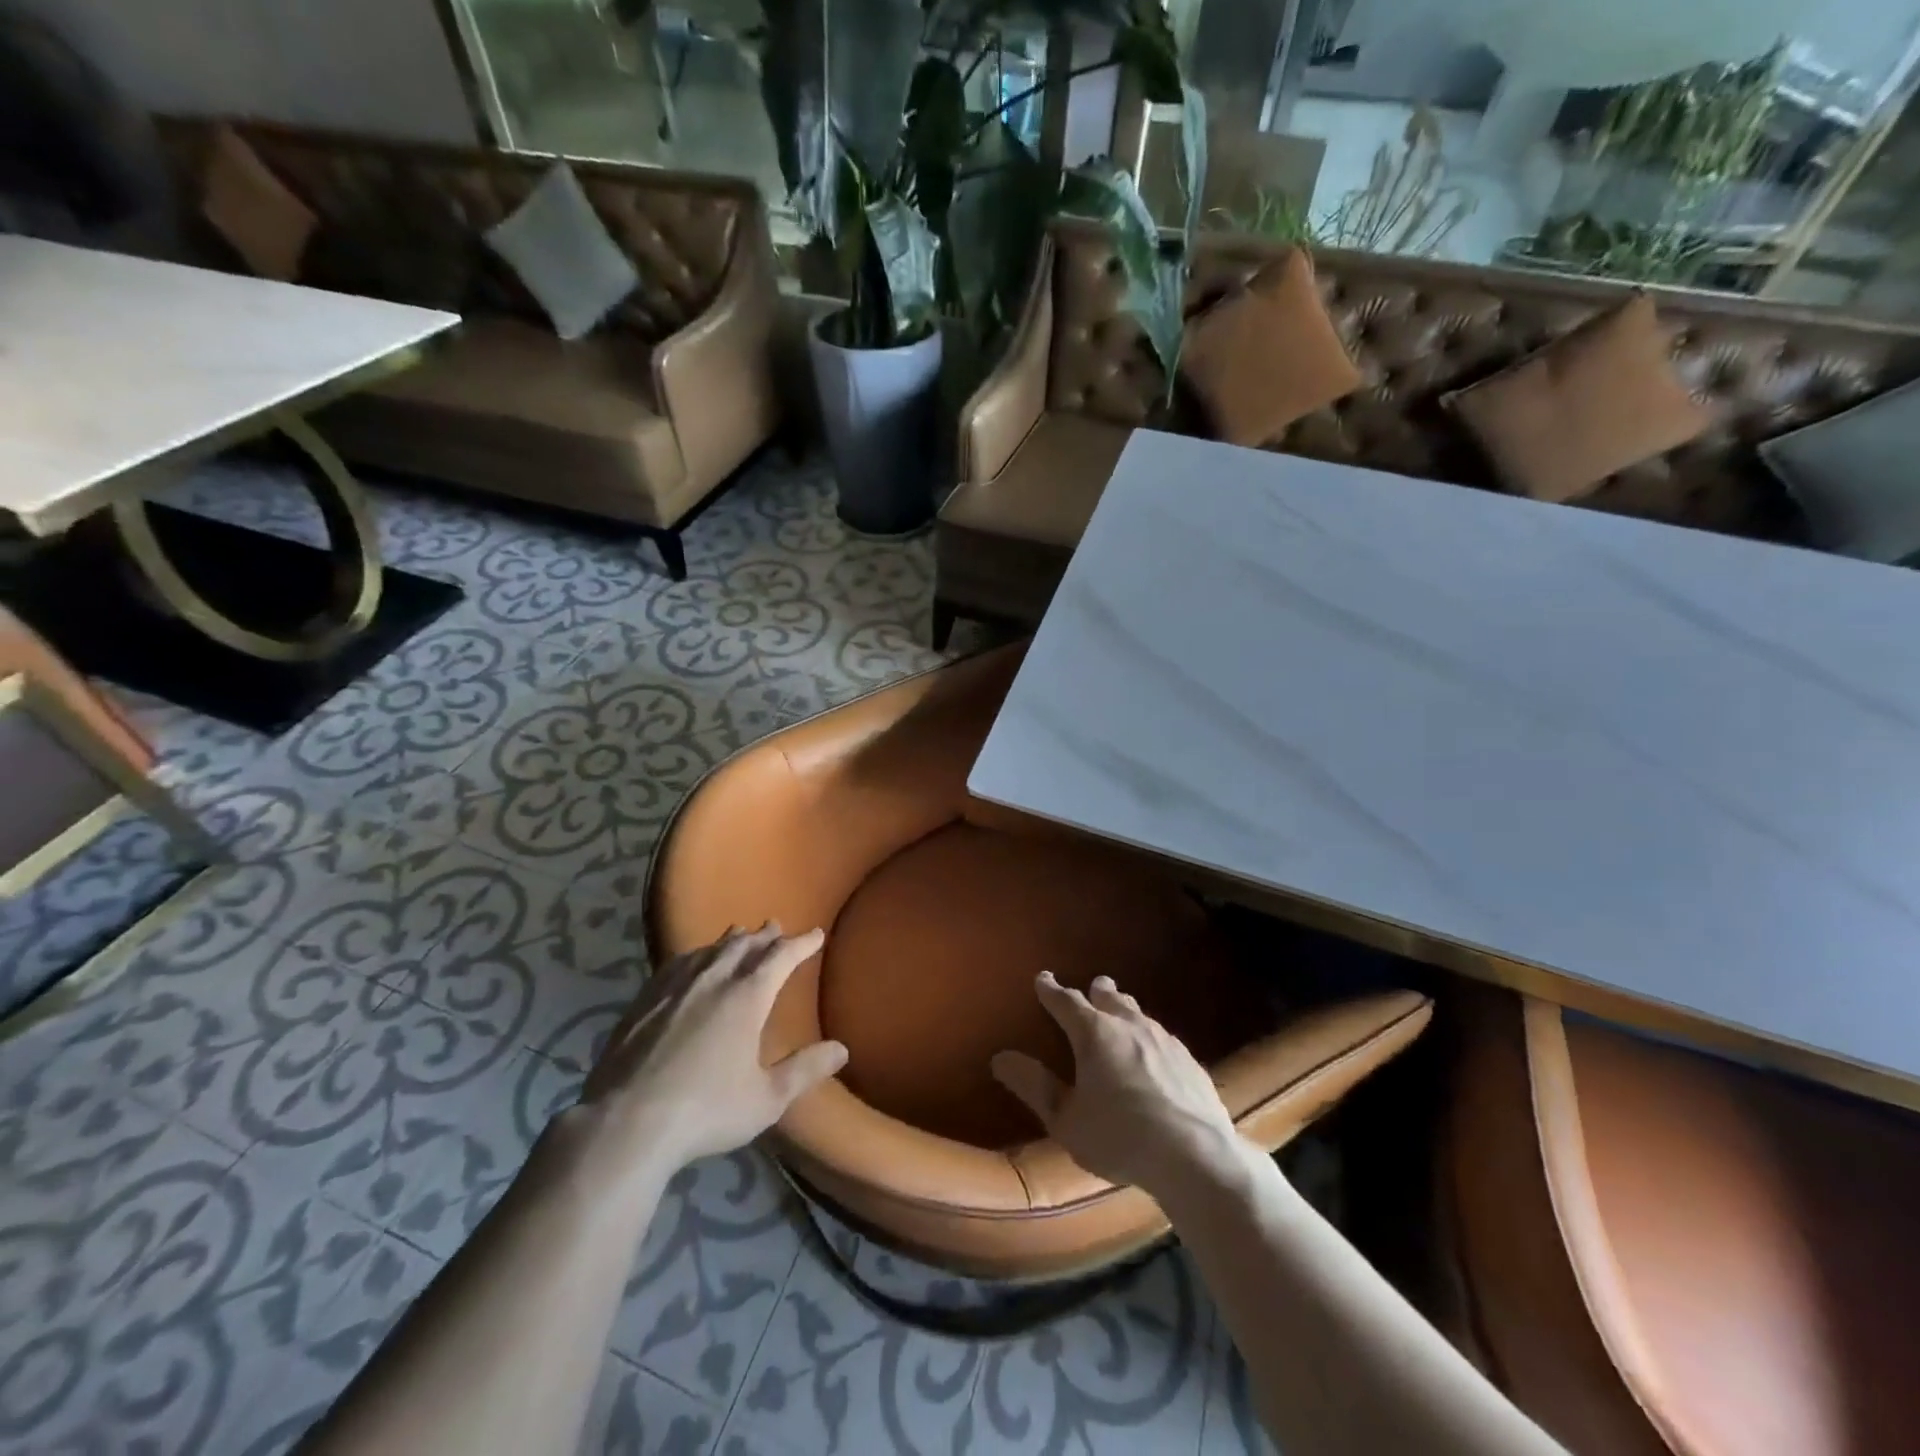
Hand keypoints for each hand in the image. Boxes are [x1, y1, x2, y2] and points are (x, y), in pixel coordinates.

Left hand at [570, 924, 846, 1177]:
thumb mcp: (767, 1098)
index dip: (801, 944)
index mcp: (747, 997)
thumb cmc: (707, 1110)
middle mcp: (713, 980)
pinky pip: (677, 963)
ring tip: (739, 934)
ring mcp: (675, 987)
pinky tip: (690, 961)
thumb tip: (842, 1049)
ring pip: (710, 950)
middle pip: (744, 946)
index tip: (816, 934)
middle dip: (764, 936)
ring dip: (730, 940)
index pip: (781, 957)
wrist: (626, 1123)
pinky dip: (695, 954)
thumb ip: (805, 1070)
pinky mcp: (644, 1001)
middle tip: (777, 927)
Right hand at [990, 972, 1242, 1197]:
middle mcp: (1129, 1026)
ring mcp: (1165, 1040)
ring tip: (1122, 1014)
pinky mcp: (1191, 1061)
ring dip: (1126, 1011)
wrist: (1196, 1155)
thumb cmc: (1120, 1137)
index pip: (1066, 1002)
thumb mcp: (1066, 1120)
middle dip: (1097, 991)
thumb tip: (1000, 1057)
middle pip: (1110, 998)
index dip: (1052, 990)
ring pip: (1140, 1014)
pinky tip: (1156, 1053)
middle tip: (1093, 986)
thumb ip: (1034, 1087)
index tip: (1043, 979)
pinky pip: (1164, 1037)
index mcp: (1094, 1034)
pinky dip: (1151, 1037)